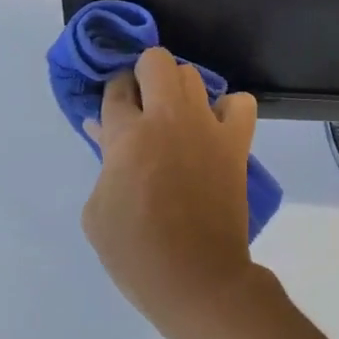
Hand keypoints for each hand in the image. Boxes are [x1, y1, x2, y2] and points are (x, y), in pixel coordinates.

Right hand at [82, 47, 263, 337]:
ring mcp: (207, 127)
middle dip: (143, 74)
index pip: (116, 88)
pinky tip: (213, 128)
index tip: (115, 107)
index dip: (113, 93)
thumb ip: (103, 163)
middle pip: (156, 61)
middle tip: (141, 105)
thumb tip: (106, 131)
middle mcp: (168, 118)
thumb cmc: (136, 252)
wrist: (197, 278)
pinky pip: (240, 104)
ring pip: (193, 75)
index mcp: (128, 135)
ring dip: (178, 89)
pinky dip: (227, 109)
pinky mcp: (236, 143)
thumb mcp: (97, 211)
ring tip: (174, 118)